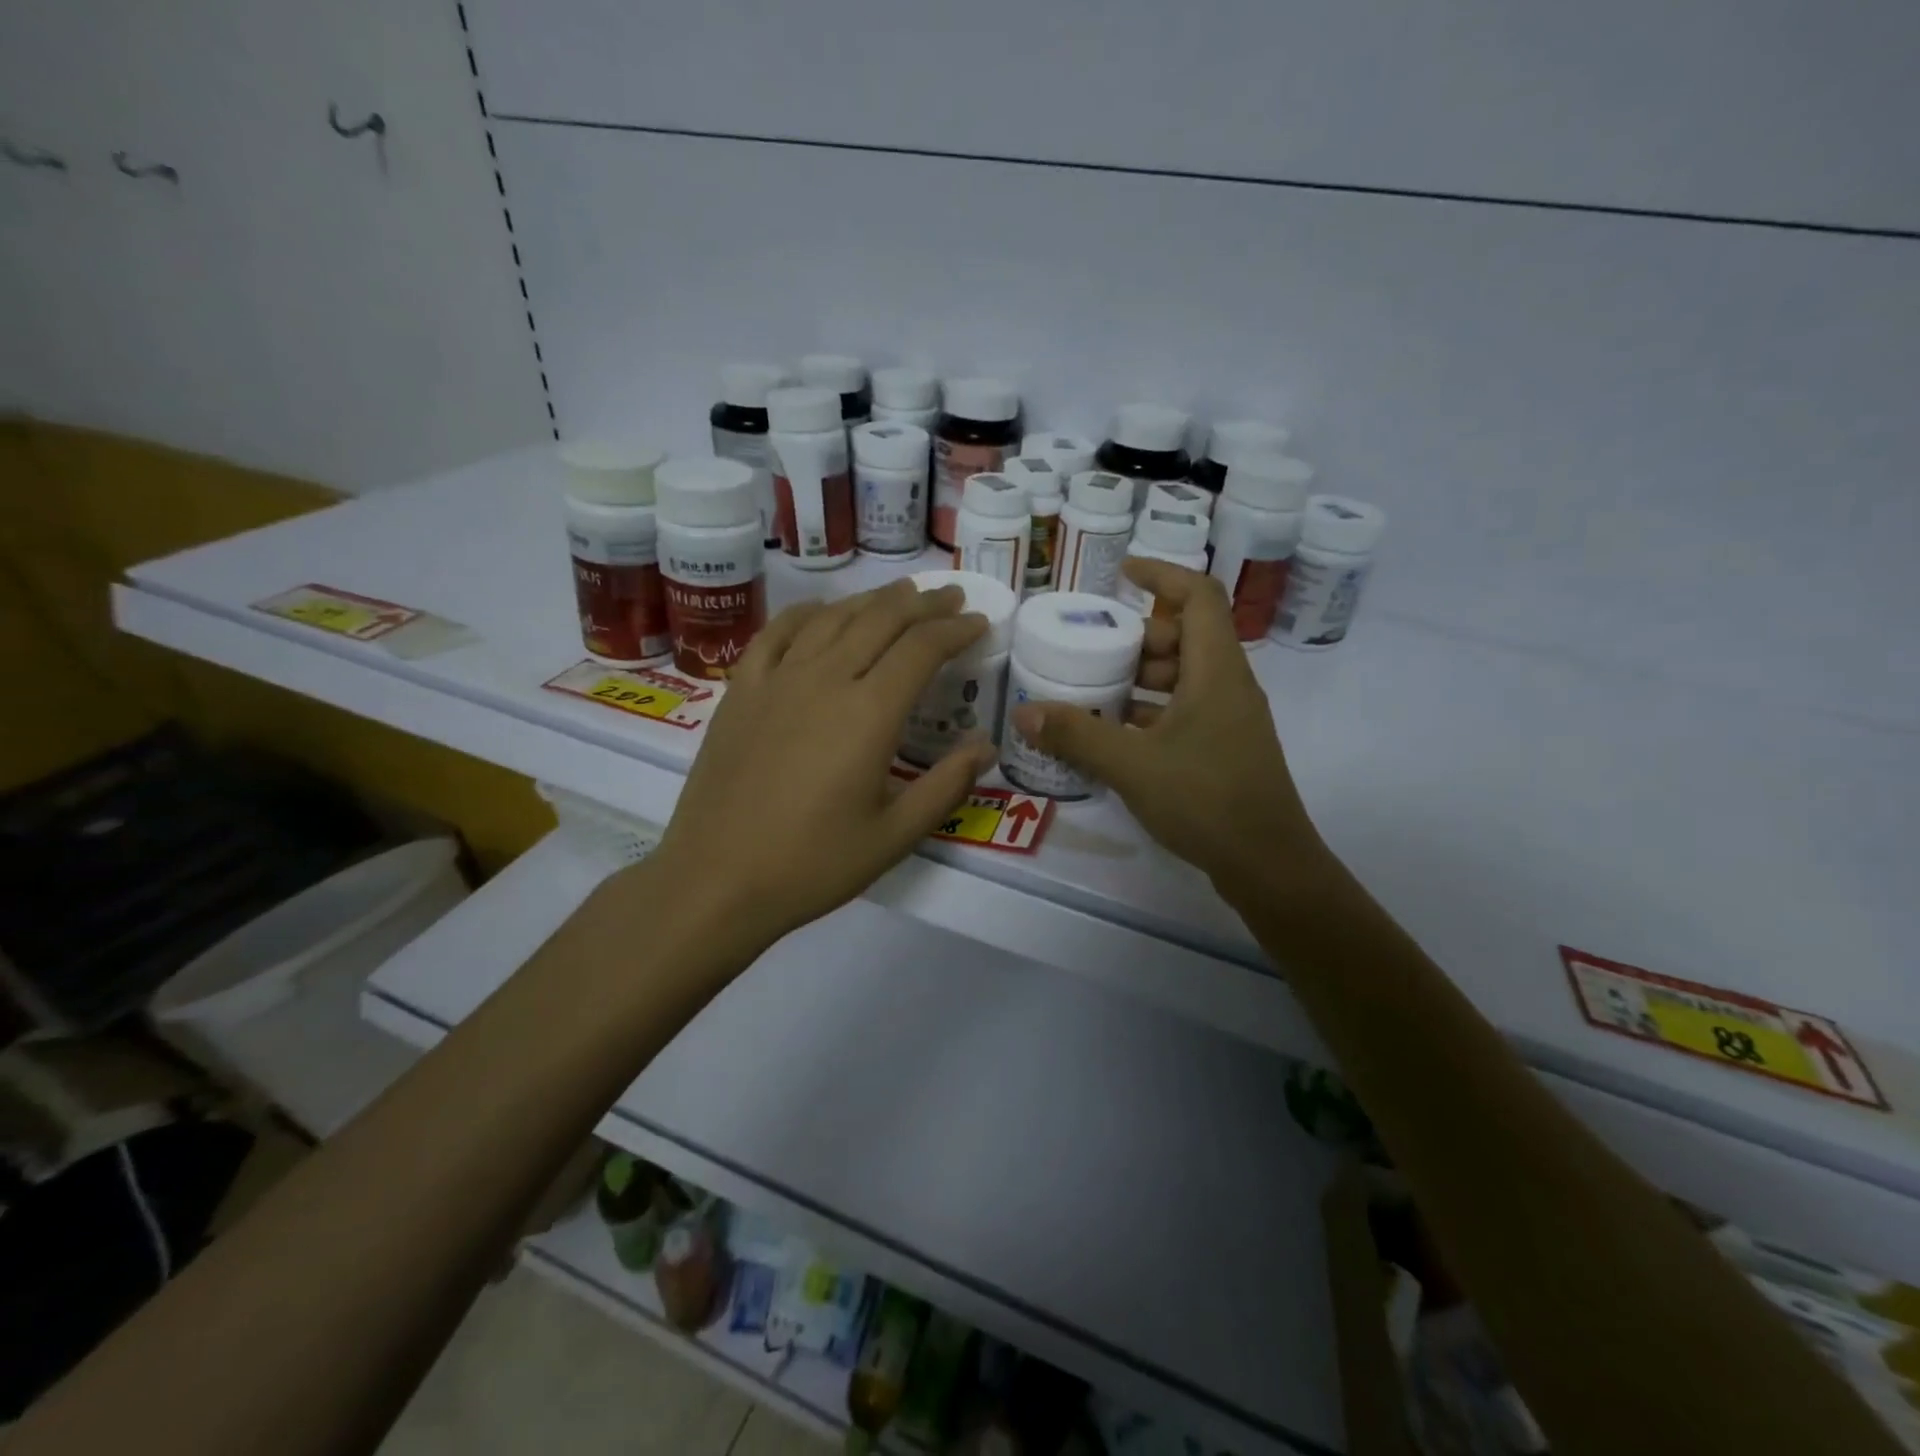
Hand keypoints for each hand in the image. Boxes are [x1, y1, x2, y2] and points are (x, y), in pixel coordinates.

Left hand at [650, 579, 996, 949]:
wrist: (716, 880)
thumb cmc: (812, 864)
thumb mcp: (894, 836)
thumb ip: (946, 786)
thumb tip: (986, 746)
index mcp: (869, 714)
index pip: (921, 649)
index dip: (955, 629)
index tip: (978, 622)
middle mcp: (825, 680)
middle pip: (880, 620)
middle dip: (923, 604)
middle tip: (950, 597)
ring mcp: (777, 681)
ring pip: (832, 618)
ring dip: (872, 600)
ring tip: (900, 594)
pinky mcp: (741, 692)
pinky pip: (776, 634)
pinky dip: (806, 613)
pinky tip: (821, 610)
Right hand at [1008, 559, 1333, 904]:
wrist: (1267, 864)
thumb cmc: (1205, 800)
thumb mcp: (1131, 764)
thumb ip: (1077, 735)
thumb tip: (1026, 713)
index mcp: (1216, 670)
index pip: (1199, 596)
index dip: (1162, 575)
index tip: (1121, 574)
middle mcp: (1229, 685)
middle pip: (1188, 635)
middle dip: (1140, 635)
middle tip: (1095, 647)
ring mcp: (1230, 719)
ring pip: (1187, 676)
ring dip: (1144, 676)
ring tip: (1097, 688)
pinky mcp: (1226, 748)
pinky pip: (1187, 709)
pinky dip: (1153, 709)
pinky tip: (1118, 732)